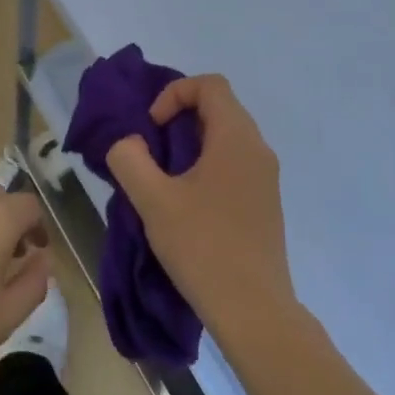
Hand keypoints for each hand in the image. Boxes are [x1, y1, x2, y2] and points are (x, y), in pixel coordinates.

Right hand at [108, 74, 297, 346]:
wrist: (254, 309)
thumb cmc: (203, 247)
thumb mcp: (153, 200)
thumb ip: (130, 159)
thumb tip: (128, 143)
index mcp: (236, 138)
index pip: (210, 85)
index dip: (174, 94)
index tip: (152, 128)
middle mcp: (258, 149)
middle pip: (219, 108)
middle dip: (179, 118)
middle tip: (151, 151)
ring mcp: (266, 178)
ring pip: (226, 138)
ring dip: (191, 145)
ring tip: (163, 179)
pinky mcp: (265, 203)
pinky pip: (234, 164)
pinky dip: (207, 166)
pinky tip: (186, 204)